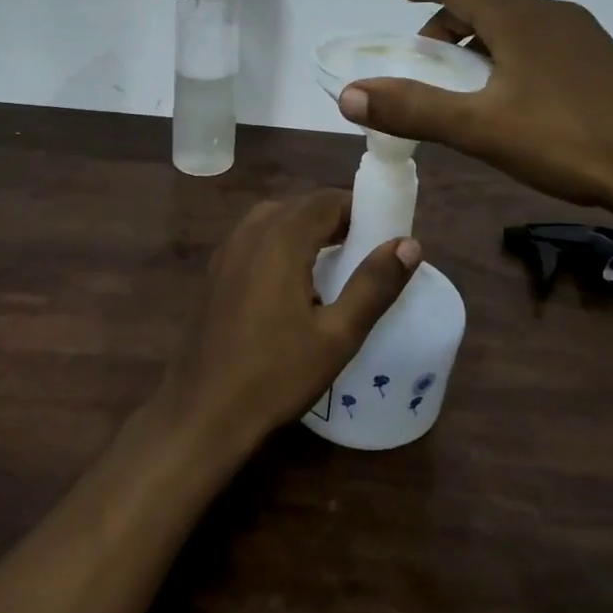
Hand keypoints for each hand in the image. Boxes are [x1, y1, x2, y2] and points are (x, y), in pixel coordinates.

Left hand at [156, 191, 419, 456]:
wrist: (204, 411)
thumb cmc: (276, 375)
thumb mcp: (338, 336)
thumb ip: (374, 285)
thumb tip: (409, 243)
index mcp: (281, 238)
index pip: (328, 200)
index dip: (360, 211)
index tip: (384, 236)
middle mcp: (250, 231)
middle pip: (302, 205)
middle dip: (337, 220)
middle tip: (366, 254)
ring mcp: (227, 249)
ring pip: (277, 219)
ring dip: (308, 230)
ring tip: (336, 266)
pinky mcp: (216, 270)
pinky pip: (256, 238)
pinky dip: (282, 243)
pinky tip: (295, 282)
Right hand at [337, 0, 612, 221]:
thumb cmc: (569, 139)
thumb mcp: (480, 127)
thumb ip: (413, 109)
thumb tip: (348, 95)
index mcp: (519, 18)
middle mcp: (552, 16)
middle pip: (489, 3)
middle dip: (450, 21)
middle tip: (427, 55)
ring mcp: (585, 40)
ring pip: (518, 25)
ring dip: (482, 41)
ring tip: (467, 80)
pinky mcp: (606, 66)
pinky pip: (544, 45)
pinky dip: (512, 55)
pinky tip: (517, 98)